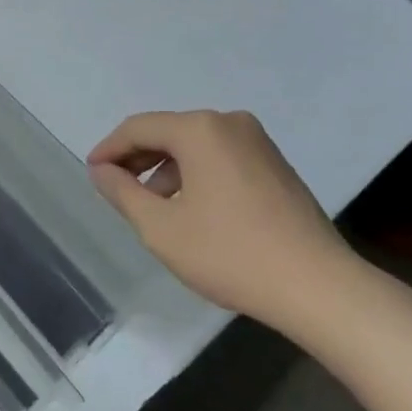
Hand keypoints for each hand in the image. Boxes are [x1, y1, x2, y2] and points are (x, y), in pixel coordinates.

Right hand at [86, 110, 360, 337]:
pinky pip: (221, 158)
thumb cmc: (231, 254)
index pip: (139, 127)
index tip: (92, 173)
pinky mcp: (275, 165)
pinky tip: (191, 210)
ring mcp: (258, 142)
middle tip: (115, 188)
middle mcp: (229, 123)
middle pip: (169, 132)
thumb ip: (123, 193)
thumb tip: (102, 170)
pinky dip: (196, 175)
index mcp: (200, 129)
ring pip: (195, 146)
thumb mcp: (161, 228)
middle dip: (138, 159)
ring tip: (152, 207)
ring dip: (167, 170)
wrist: (319, 287)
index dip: (110, 149)